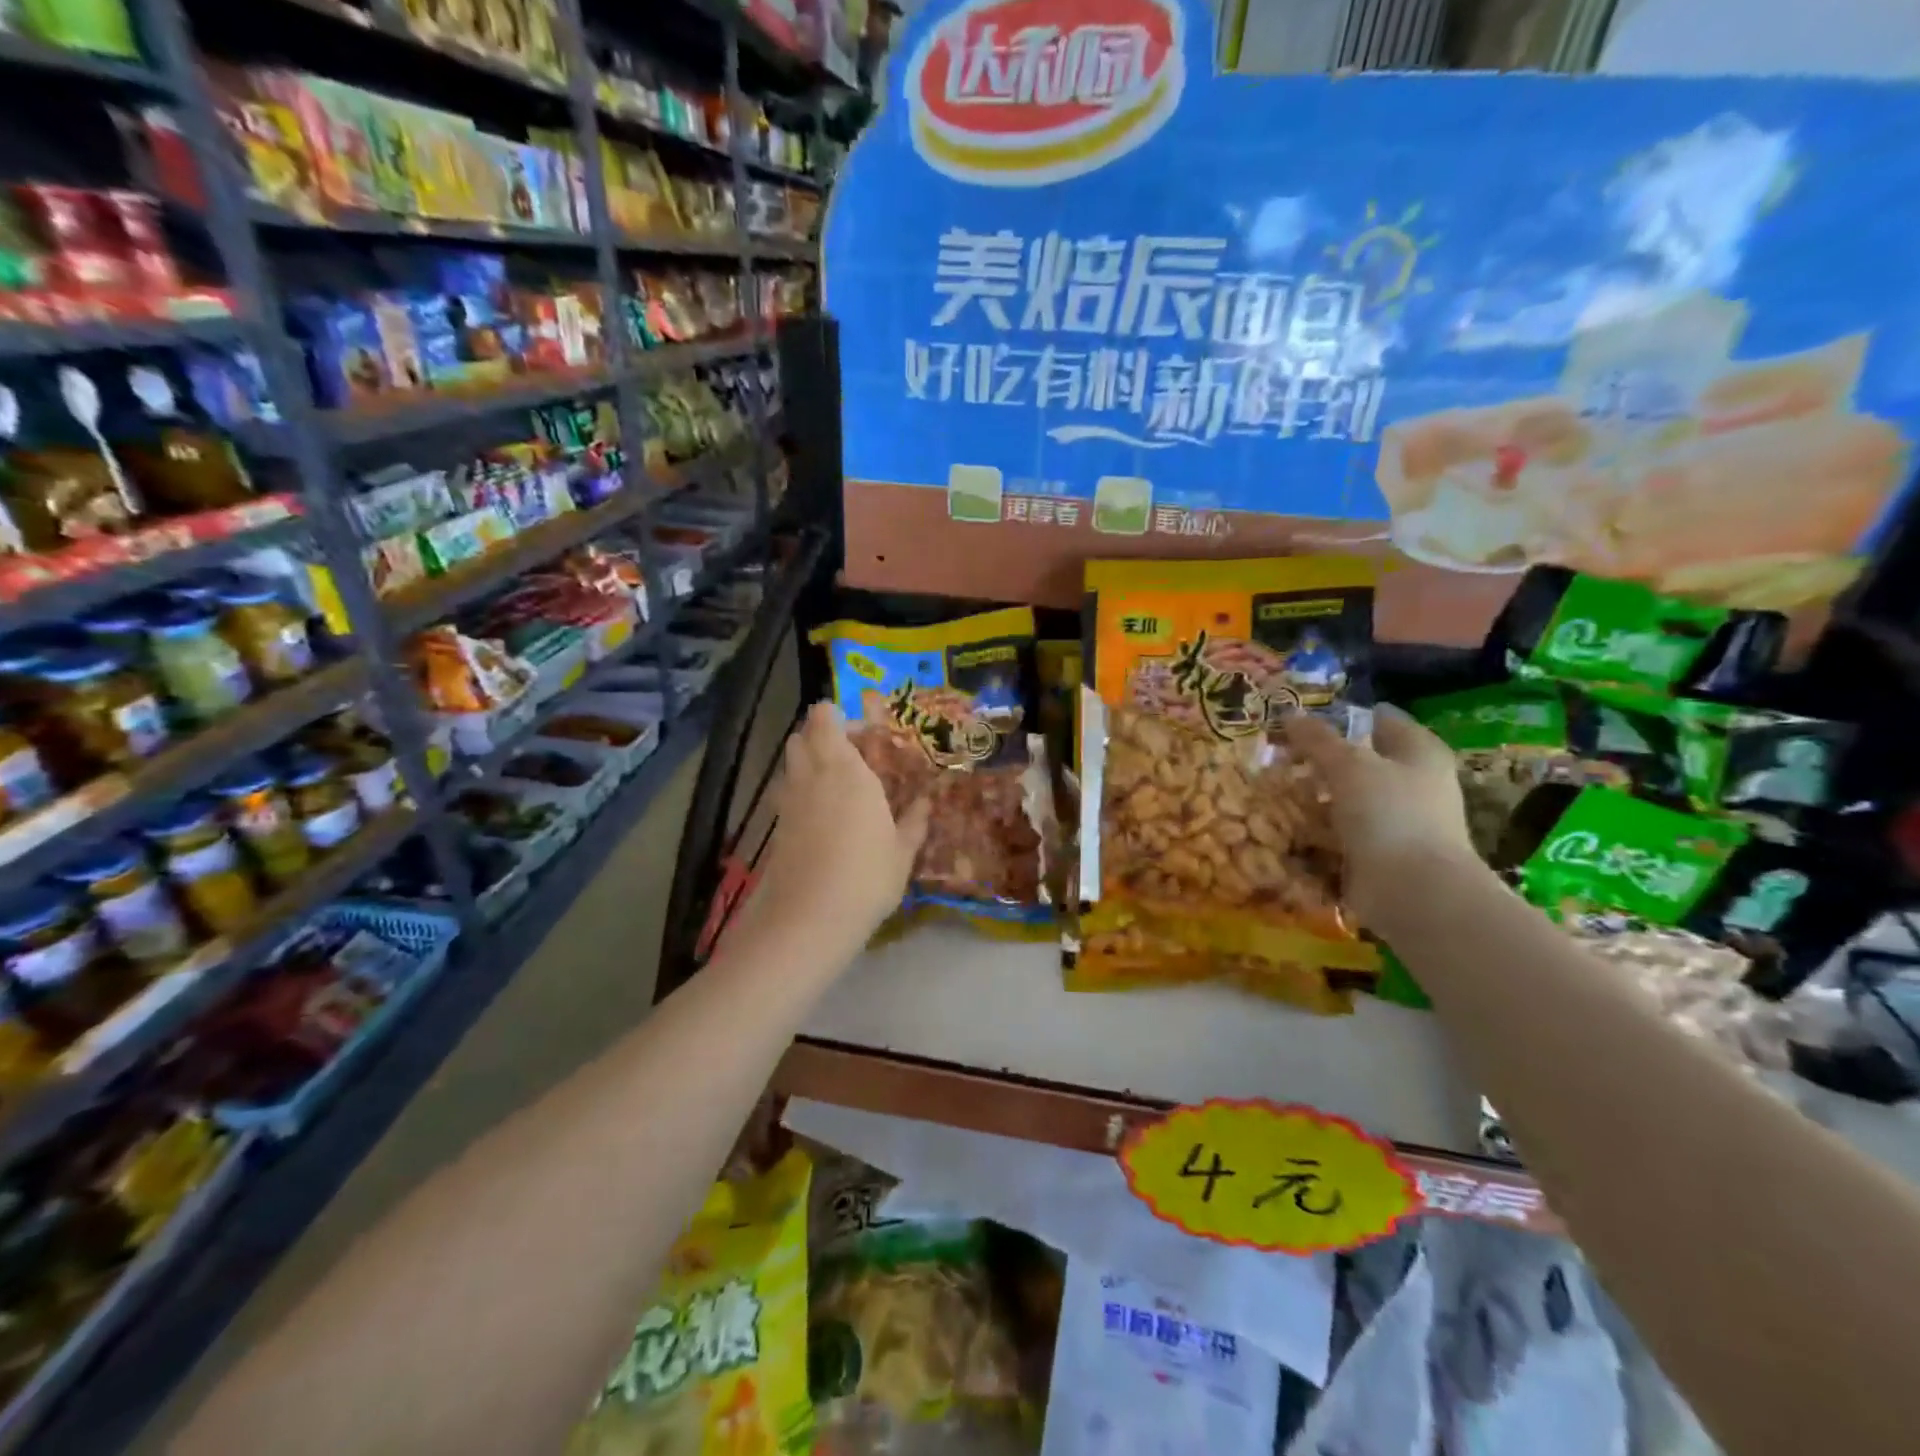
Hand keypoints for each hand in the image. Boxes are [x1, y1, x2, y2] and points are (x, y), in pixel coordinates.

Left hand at [750, 701, 928, 955]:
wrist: (809, 918)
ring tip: (838, 787)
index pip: (825, 718)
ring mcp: (789, 800)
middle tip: (853, 758)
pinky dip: (801, 792)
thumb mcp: (903, 851)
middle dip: (823, 737)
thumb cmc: (866, 877)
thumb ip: (915, 821)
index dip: (837, 718)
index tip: (864, 736)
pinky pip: (786, 791)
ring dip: (809, 762)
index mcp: (846, 770)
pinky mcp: (777, 825)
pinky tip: (824, 818)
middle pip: (802, 735)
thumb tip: (927, 802)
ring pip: (791, 762)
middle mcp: (812, 775)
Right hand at [1283, 704, 1475, 924]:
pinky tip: (1285, 823)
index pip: (1379, 718)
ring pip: (1346, 797)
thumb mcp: (1348, 765)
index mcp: (1419, 751)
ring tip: (1272, 788)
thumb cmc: (1390, 814)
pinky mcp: (1379, 853)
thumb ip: (1318, 739)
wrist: (1414, 891)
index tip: (1300, 718)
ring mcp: (1397, 820)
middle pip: (1360, 759)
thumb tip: (1289, 714)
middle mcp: (1413, 782)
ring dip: (1314, 794)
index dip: (1341, 715)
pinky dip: (1316, 828)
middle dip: (1320, 758)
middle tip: (1277, 754)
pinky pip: (1340, 831)